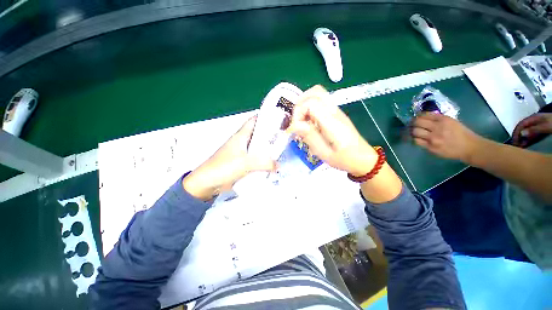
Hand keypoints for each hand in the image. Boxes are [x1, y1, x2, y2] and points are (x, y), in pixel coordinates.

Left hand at [182, 117, 276, 199]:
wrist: (207, 184)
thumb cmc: (223, 167)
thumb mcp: (245, 163)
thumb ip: (264, 163)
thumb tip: (278, 165)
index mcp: (241, 136)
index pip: (254, 121)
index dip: (265, 117)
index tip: (279, 118)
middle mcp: (242, 142)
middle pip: (258, 135)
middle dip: (270, 135)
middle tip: (284, 137)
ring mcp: (242, 154)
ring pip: (258, 148)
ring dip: (267, 150)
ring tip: (281, 151)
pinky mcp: (242, 164)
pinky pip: (255, 160)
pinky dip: (263, 161)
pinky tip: (271, 164)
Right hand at [288, 85, 376, 175]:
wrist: (362, 158)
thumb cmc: (344, 159)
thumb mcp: (324, 153)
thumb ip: (310, 137)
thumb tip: (295, 125)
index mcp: (332, 122)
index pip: (311, 104)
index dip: (298, 113)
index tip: (295, 128)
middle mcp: (334, 112)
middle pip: (315, 92)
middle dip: (300, 104)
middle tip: (296, 121)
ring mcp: (336, 111)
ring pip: (318, 93)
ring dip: (304, 104)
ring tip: (301, 121)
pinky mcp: (335, 113)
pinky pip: (320, 101)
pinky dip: (309, 107)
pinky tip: (308, 122)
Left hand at [411, 113, 482, 162]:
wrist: (469, 147)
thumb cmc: (461, 133)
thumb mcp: (452, 122)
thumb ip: (438, 119)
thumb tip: (424, 118)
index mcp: (444, 120)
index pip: (425, 115)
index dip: (418, 116)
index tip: (417, 118)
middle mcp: (437, 128)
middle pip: (417, 122)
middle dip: (414, 123)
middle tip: (414, 124)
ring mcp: (433, 138)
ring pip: (415, 132)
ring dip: (413, 131)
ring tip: (415, 132)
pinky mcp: (430, 147)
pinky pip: (417, 141)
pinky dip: (416, 139)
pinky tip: (418, 138)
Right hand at [512, 113, 551, 146]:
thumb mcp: (545, 126)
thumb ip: (534, 129)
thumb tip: (521, 134)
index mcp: (534, 118)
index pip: (521, 124)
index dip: (516, 132)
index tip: (514, 141)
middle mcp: (534, 121)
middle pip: (523, 128)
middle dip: (518, 136)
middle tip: (516, 145)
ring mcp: (538, 125)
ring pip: (527, 132)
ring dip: (523, 139)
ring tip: (521, 146)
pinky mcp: (541, 130)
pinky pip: (532, 134)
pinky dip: (528, 139)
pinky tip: (527, 143)